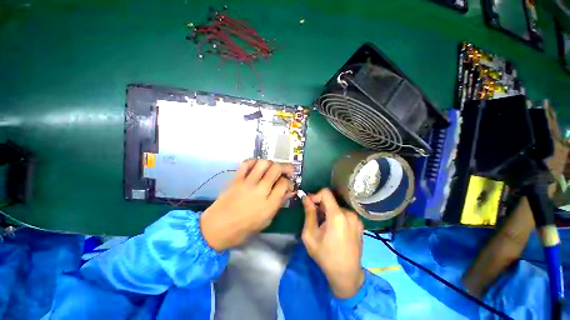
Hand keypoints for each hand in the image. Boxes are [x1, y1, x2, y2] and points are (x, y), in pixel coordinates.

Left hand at [201, 160, 293, 251]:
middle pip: (276, 169)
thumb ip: (279, 203)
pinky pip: (246, 163)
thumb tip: (289, 191)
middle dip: (284, 168)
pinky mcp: (236, 179)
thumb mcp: (266, 220)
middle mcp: (260, 191)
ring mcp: (247, 183)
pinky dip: (254, 161)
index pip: (284, 184)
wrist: (217, 228)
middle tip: (284, 172)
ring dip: (270, 163)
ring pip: (263, 163)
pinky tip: (257, 166)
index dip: (289, 182)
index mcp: (269, 204)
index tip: (288, 185)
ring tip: (271, 168)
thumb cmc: (244, 228)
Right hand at [301, 188, 364, 298]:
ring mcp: (356, 219)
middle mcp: (349, 213)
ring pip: (337, 207)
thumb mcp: (310, 235)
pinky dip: (336, 216)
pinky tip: (334, 230)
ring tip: (324, 226)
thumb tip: (306, 198)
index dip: (315, 195)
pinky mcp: (359, 224)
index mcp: (337, 215)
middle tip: (314, 217)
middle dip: (320, 205)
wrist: (347, 275)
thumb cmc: (325, 256)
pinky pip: (344, 213)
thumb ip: (309, 214)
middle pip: (331, 200)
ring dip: (328, 212)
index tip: (309, 205)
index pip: (326, 192)